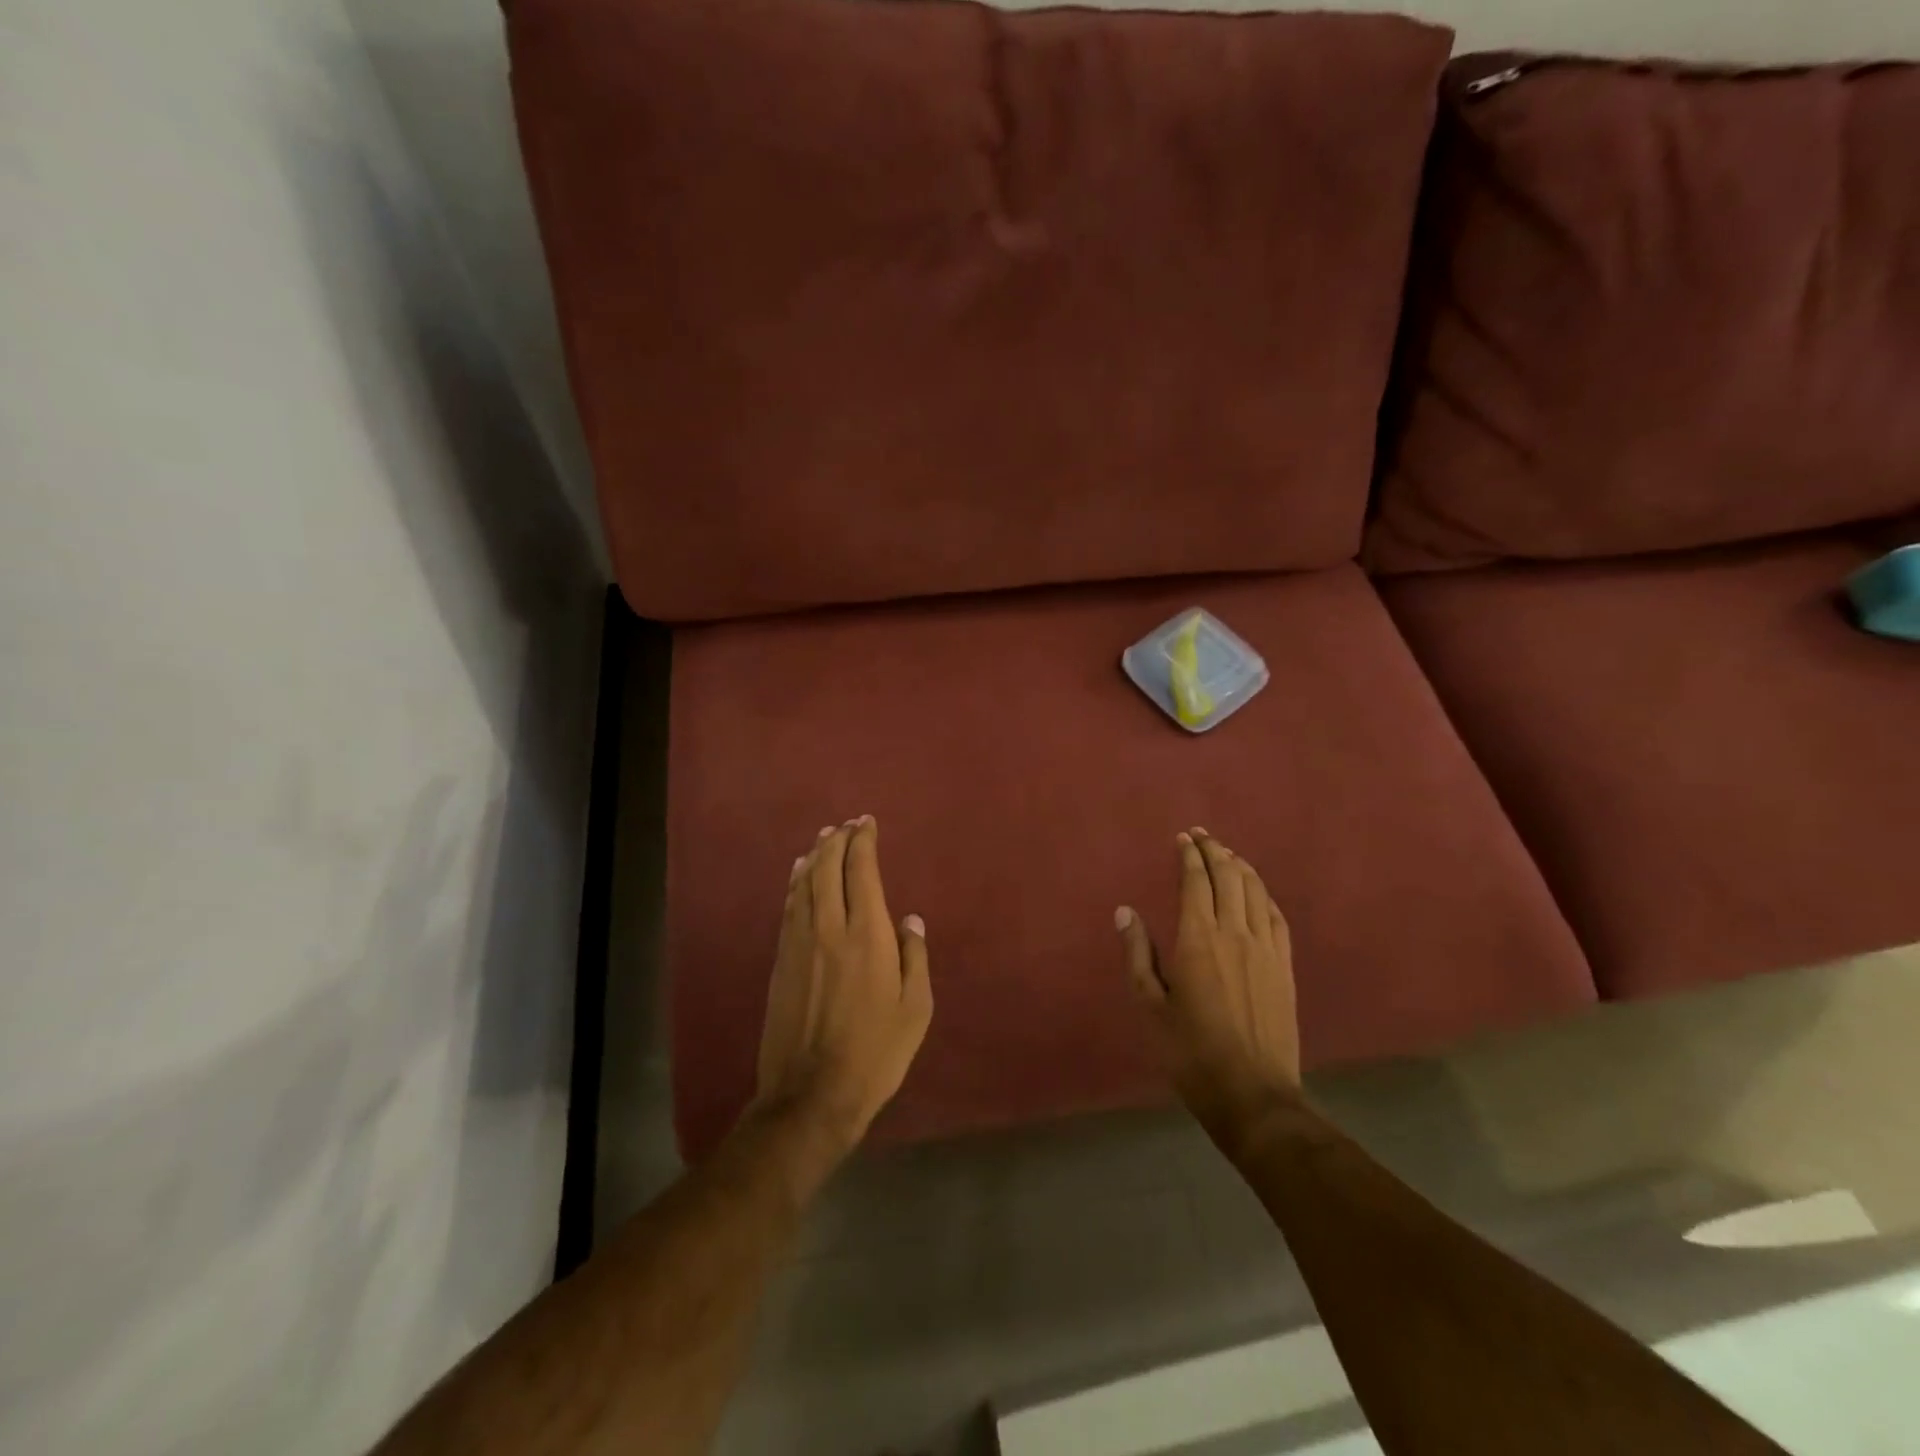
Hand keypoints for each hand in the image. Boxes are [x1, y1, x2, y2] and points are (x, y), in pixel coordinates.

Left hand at [755, 816, 932, 1151]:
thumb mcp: (915, 1009)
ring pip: (805, 884)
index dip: (863, 842)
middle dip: (838, 840)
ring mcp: (800, 943)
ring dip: (814, 855)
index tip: (868, 823)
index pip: (861, 871)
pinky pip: (789, 907)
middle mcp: (830, 928)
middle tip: (848, 824)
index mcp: (868, 935)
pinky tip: (798, 874)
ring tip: (824, 837)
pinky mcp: (781, 961)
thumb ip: (915, 957)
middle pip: (828, 869)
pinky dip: (796, 883)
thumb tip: (911, 920)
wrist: (811, 1094)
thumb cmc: (875, 1053)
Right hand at [1116, 830, 1301, 1149]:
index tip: (1182, 838)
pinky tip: (1257, 891)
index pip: (1196, 880)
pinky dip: (1264, 894)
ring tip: (1226, 854)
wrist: (1253, 1094)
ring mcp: (1266, 948)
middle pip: (1228, 876)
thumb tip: (1125, 912)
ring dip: (1240, 866)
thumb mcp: (1151, 1006)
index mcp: (1198, 939)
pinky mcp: (1284, 966)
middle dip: (1214, 850)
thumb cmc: (1191, 1053)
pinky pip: (1276, 916)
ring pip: (1255, 891)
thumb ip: (1139, 954)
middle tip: (1201, 836)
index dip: (1189, 855)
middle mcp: (1235, 932)